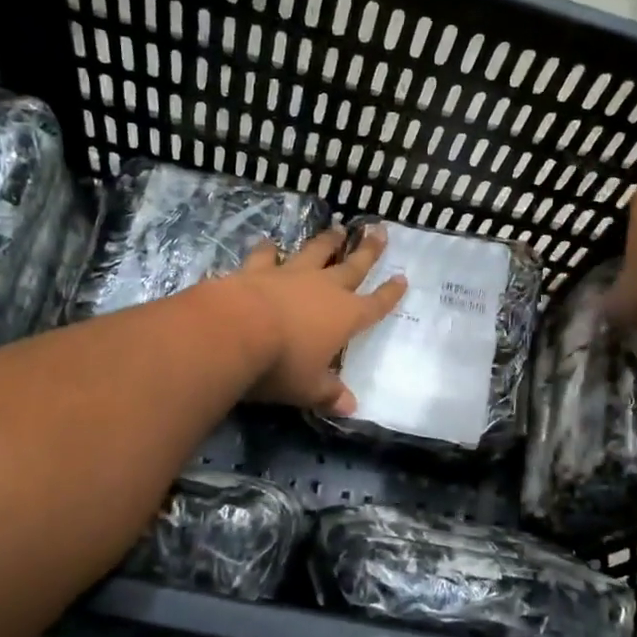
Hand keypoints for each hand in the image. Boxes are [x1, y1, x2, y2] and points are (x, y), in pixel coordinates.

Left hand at [232, 225, 407, 414]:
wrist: (234, 330)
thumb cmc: (281, 364)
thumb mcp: (309, 388)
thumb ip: (329, 394)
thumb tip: (350, 407)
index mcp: (345, 317)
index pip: (375, 305)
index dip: (390, 294)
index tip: (402, 278)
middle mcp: (323, 289)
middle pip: (352, 266)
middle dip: (369, 251)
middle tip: (379, 231)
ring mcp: (290, 274)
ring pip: (315, 252)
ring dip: (327, 241)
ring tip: (337, 230)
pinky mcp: (256, 270)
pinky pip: (265, 256)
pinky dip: (268, 250)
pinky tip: (268, 243)